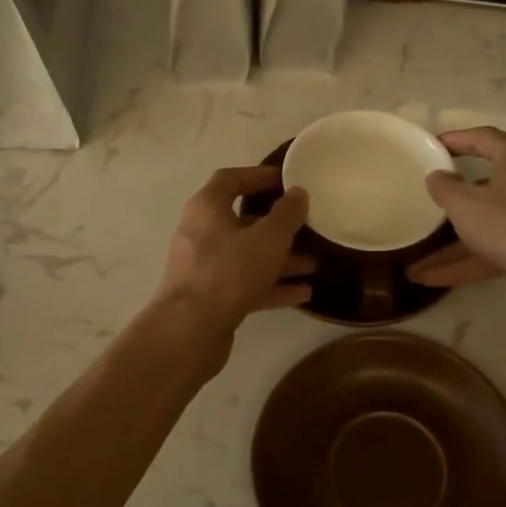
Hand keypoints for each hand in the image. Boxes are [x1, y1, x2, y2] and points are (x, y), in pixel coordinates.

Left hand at [153, 167, 313, 346]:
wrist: (190, 330)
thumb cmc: (229, 272)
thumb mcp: (268, 239)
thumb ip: (287, 214)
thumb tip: (298, 193)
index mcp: (206, 209)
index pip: (230, 180)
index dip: (258, 176)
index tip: (285, 180)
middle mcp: (200, 234)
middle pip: (241, 221)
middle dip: (277, 226)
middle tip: (307, 226)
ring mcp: (203, 268)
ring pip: (247, 256)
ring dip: (280, 259)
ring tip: (315, 263)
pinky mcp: (210, 298)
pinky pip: (245, 284)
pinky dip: (271, 286)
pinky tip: (303, 293)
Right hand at [407, 127, 505, 322]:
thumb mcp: (465, 204)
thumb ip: (445, 187)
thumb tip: (437, 176)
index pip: (483, 138)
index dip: (455, 140)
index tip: (432, 146)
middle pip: (487, 183)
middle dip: (454, 198)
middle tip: (429, 197)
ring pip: (488, 223)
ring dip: (453, 243)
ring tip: (417, 260)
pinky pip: (496, 248)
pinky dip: (468, 260)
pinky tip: (433, 279)